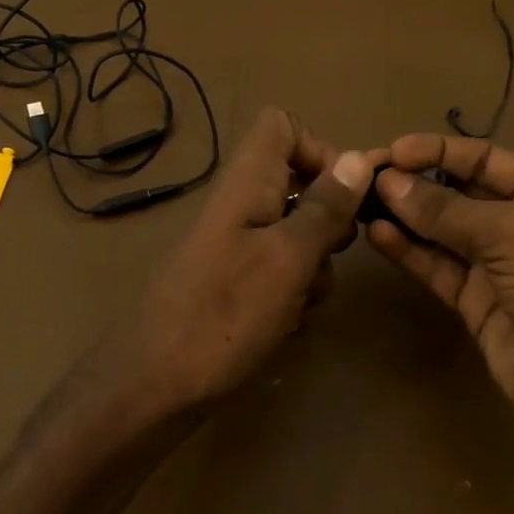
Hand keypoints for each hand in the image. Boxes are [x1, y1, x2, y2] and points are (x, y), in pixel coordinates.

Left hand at [117, 108, 377, 414]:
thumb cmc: (225, 315)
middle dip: (326, 224)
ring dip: (311, 270)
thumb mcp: (288, 258)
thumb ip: (324, 208)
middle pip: (297, 186)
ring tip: (299, 305)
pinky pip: (277, 274)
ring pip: (294, 237)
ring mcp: (233, 247)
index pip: (281, 126)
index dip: (319, 149)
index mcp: (246, 184)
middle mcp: (239, 207)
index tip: (344, 195)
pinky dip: (290, 296)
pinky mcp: (231, 284)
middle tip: (328, 258)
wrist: (155, 387)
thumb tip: (359, 157)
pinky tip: (282, 327)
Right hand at [366, 135, 513, 463]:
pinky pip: (436, 267)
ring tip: (362, 204)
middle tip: (367, 177)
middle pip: (460, 192)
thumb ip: (446, 209)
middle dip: (416, 183)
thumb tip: (388, 183)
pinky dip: (408, 251)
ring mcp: (499, 266)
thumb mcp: (513, 234)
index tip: (393, 151)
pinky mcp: (476, 302)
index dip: (438, 151)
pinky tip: (378, 236)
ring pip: (442, 232)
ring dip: (405, 216)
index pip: (486, 159)